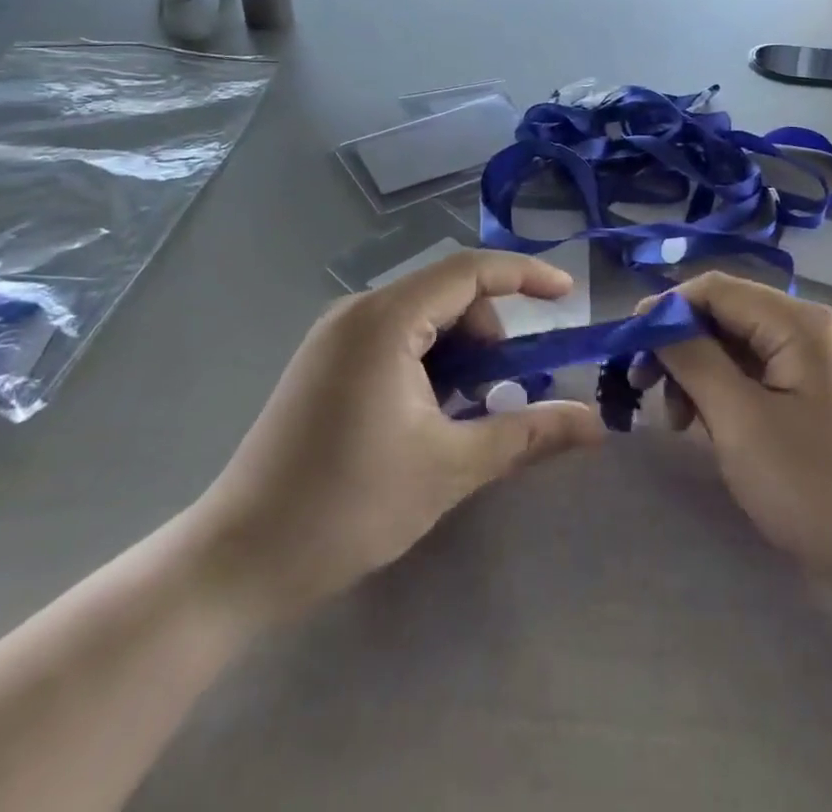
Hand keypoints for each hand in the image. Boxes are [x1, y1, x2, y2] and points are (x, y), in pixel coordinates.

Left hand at [189, 250, 604, 622]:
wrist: (236, 562)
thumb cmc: (347, 507)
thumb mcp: (450, 468)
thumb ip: (527, 434)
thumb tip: (596, 424)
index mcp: (385, 319)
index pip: (470, 270)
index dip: (526, 275)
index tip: (568, 295)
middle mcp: (358, 311)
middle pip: (448, 293)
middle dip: (490, 332)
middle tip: (505, 392)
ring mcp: (335, 335)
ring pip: (423, 318)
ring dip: (460, 353)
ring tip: (464, 415)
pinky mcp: (325, 362)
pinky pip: (396, 338)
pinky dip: (429, 363)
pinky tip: (428, 416)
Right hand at [644, 272, 831, 625]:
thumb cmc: (814, 486)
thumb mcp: (741, 421)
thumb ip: (693, 359)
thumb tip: (655, 320)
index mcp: (797, 322)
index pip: (715, 289)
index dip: (665, 309)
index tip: (626, 346)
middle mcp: (807, 329)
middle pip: (723, 315)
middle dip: (678, 346)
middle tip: (641, 387)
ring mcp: (811, 362)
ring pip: (733, 346)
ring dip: (696, 373)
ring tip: (674, 421)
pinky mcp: (810, 393)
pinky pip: (753, 374)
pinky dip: (721, 392)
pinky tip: (704, 425)